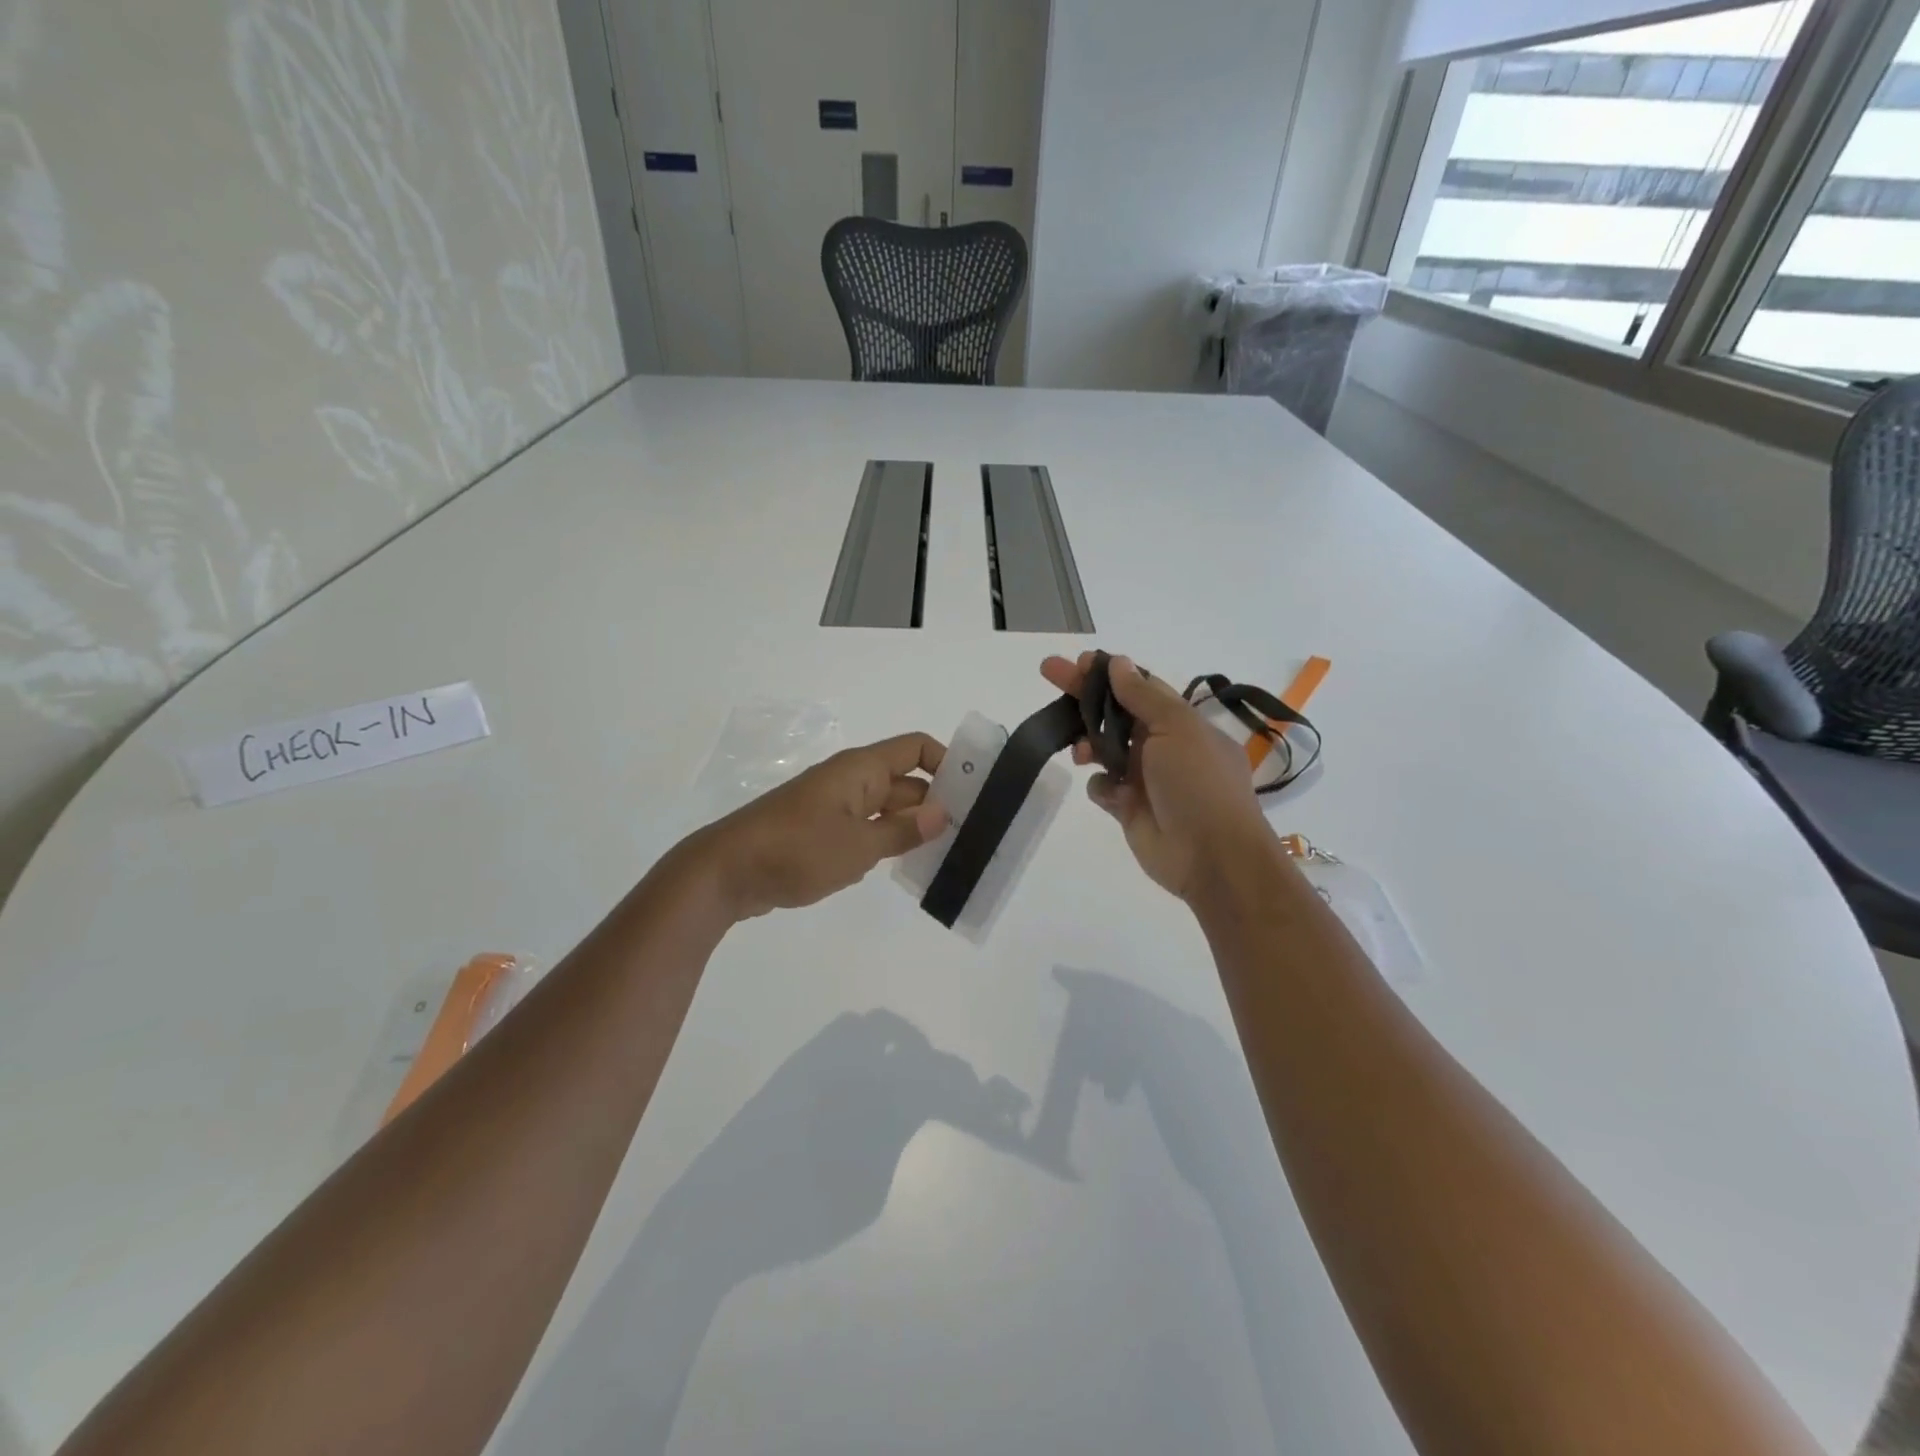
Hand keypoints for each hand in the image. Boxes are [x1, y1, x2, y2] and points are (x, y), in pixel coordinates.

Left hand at [691, 733, 948, 919]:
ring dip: (913, 828)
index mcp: (861, 769)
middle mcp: (851, 781)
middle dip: (937, 804)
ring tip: (949, 854)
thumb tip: (942, 814)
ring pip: (887, 810)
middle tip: (973, 834)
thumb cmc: (796, 850)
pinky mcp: (822, 834)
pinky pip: (866, 830)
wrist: (727, 872)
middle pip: (906, 782)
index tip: (975, 792)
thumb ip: (903, 832)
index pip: (916, 749)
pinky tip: (907, 868)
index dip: (947, 762)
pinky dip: (887, 844)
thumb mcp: (858, 846)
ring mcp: (835, 808)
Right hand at [1042, 653, 1270, 900]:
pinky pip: (1102, 787)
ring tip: (1079, 753)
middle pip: (1113, 713)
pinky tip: (1112, 794)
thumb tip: (1119, 663)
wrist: (1211, 856)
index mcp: (1180, 722)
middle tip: (1048, 672)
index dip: (1107, 673)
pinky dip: (1102, 787)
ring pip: (1102, 749)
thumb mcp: (1177, 728)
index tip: (1077, 661)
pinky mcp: (1128, 807)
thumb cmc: (1198, 783)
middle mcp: (1161, 746)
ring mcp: (1144, 778)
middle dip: (1082, 695)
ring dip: (1087, 743)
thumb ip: (1143, 696)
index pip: (1138, 687)